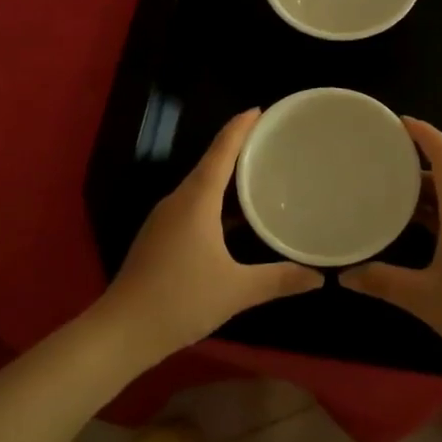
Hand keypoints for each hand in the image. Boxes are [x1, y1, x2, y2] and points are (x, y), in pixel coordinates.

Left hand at [101, 109, 322, 357]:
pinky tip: (235, 219)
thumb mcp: (237, 290)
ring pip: (201, 187)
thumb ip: (280, 279)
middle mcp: (178, 201)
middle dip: (238, 148)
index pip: (221, 151)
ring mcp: (164, 219)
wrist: (121, 331)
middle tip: (271, 141)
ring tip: (259, 175)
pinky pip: (193, 205)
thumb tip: (320, 276)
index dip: (240, 127)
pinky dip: (216, 201)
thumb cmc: (180, 300)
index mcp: (196, 200)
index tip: (260, 109)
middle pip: (210, 163)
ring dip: (227, 177)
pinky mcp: (159, 237)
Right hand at [342, 118, 441, 374]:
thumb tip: (345, 275)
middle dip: (428, 148)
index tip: (399, 121)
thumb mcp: (424, 298)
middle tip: (392, 146)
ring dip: (432, 177)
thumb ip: (383, 282)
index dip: (425, 133)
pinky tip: (416, 219)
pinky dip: (438, 203)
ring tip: (395, 179)